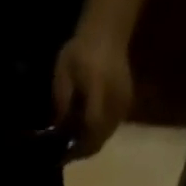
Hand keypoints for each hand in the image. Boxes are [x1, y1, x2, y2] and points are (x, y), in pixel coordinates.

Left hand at [52, 28, 132, 158]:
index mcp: (99, 87)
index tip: (63, 154)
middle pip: (99, 138)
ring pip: (105, 137)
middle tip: (65, 154)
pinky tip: (85, 133)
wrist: (108, 31)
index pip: (92, 125)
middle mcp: (115, 98)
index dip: (78, 145)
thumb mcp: (63, 72)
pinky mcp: (127, 104)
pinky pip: (110, 129)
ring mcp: (123, 102)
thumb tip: (58, 131)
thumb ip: (61, 101)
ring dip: (89, 144)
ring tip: (73, 144)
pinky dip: (97, 135)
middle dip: (81, 150)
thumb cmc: (81, 50)